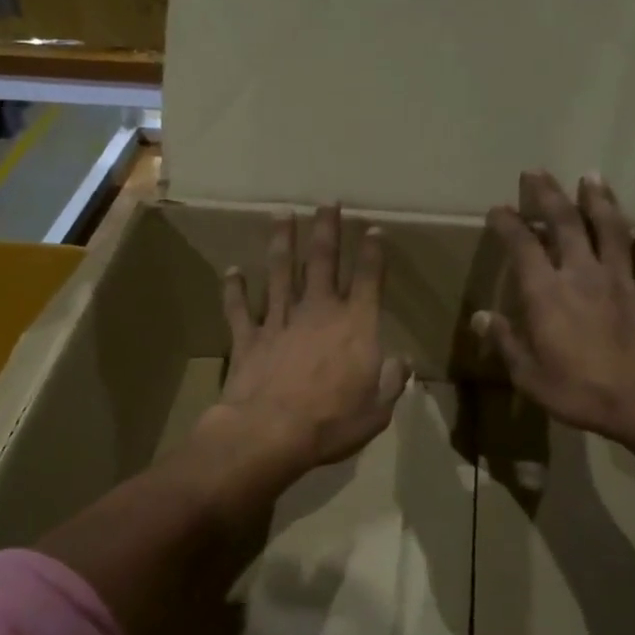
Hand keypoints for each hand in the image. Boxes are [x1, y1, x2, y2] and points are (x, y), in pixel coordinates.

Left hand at [205, 205, 410, 479]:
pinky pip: (239, 308)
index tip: (373, 229)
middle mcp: (318, 312)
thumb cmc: (332, 424)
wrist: (270, 432)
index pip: (369, 280)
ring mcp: (279, 321)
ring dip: (281, 242)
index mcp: (355, 326)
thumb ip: (391, 381)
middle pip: (323, 261)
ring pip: (280, 272)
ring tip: (281, 215)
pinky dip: (234, 289)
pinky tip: (232, 271)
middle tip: (327, 202)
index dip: (373, 253)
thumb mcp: (377, 410)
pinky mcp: (248, 337)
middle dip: (327, 229)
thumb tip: (402, 361)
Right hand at [476, 171, 634, 454]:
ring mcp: (622, 281)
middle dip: (549, 195)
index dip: (508, 224)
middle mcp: (583, 274)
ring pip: (612, 230)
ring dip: (600, 201)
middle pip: (566, 223)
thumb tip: (481, 316)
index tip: (499, 209)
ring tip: (593, 177)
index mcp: (546, 293)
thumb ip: (505, 341)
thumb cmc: (577, 390)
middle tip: (537, 172)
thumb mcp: (527, 374)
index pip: (522, 246)